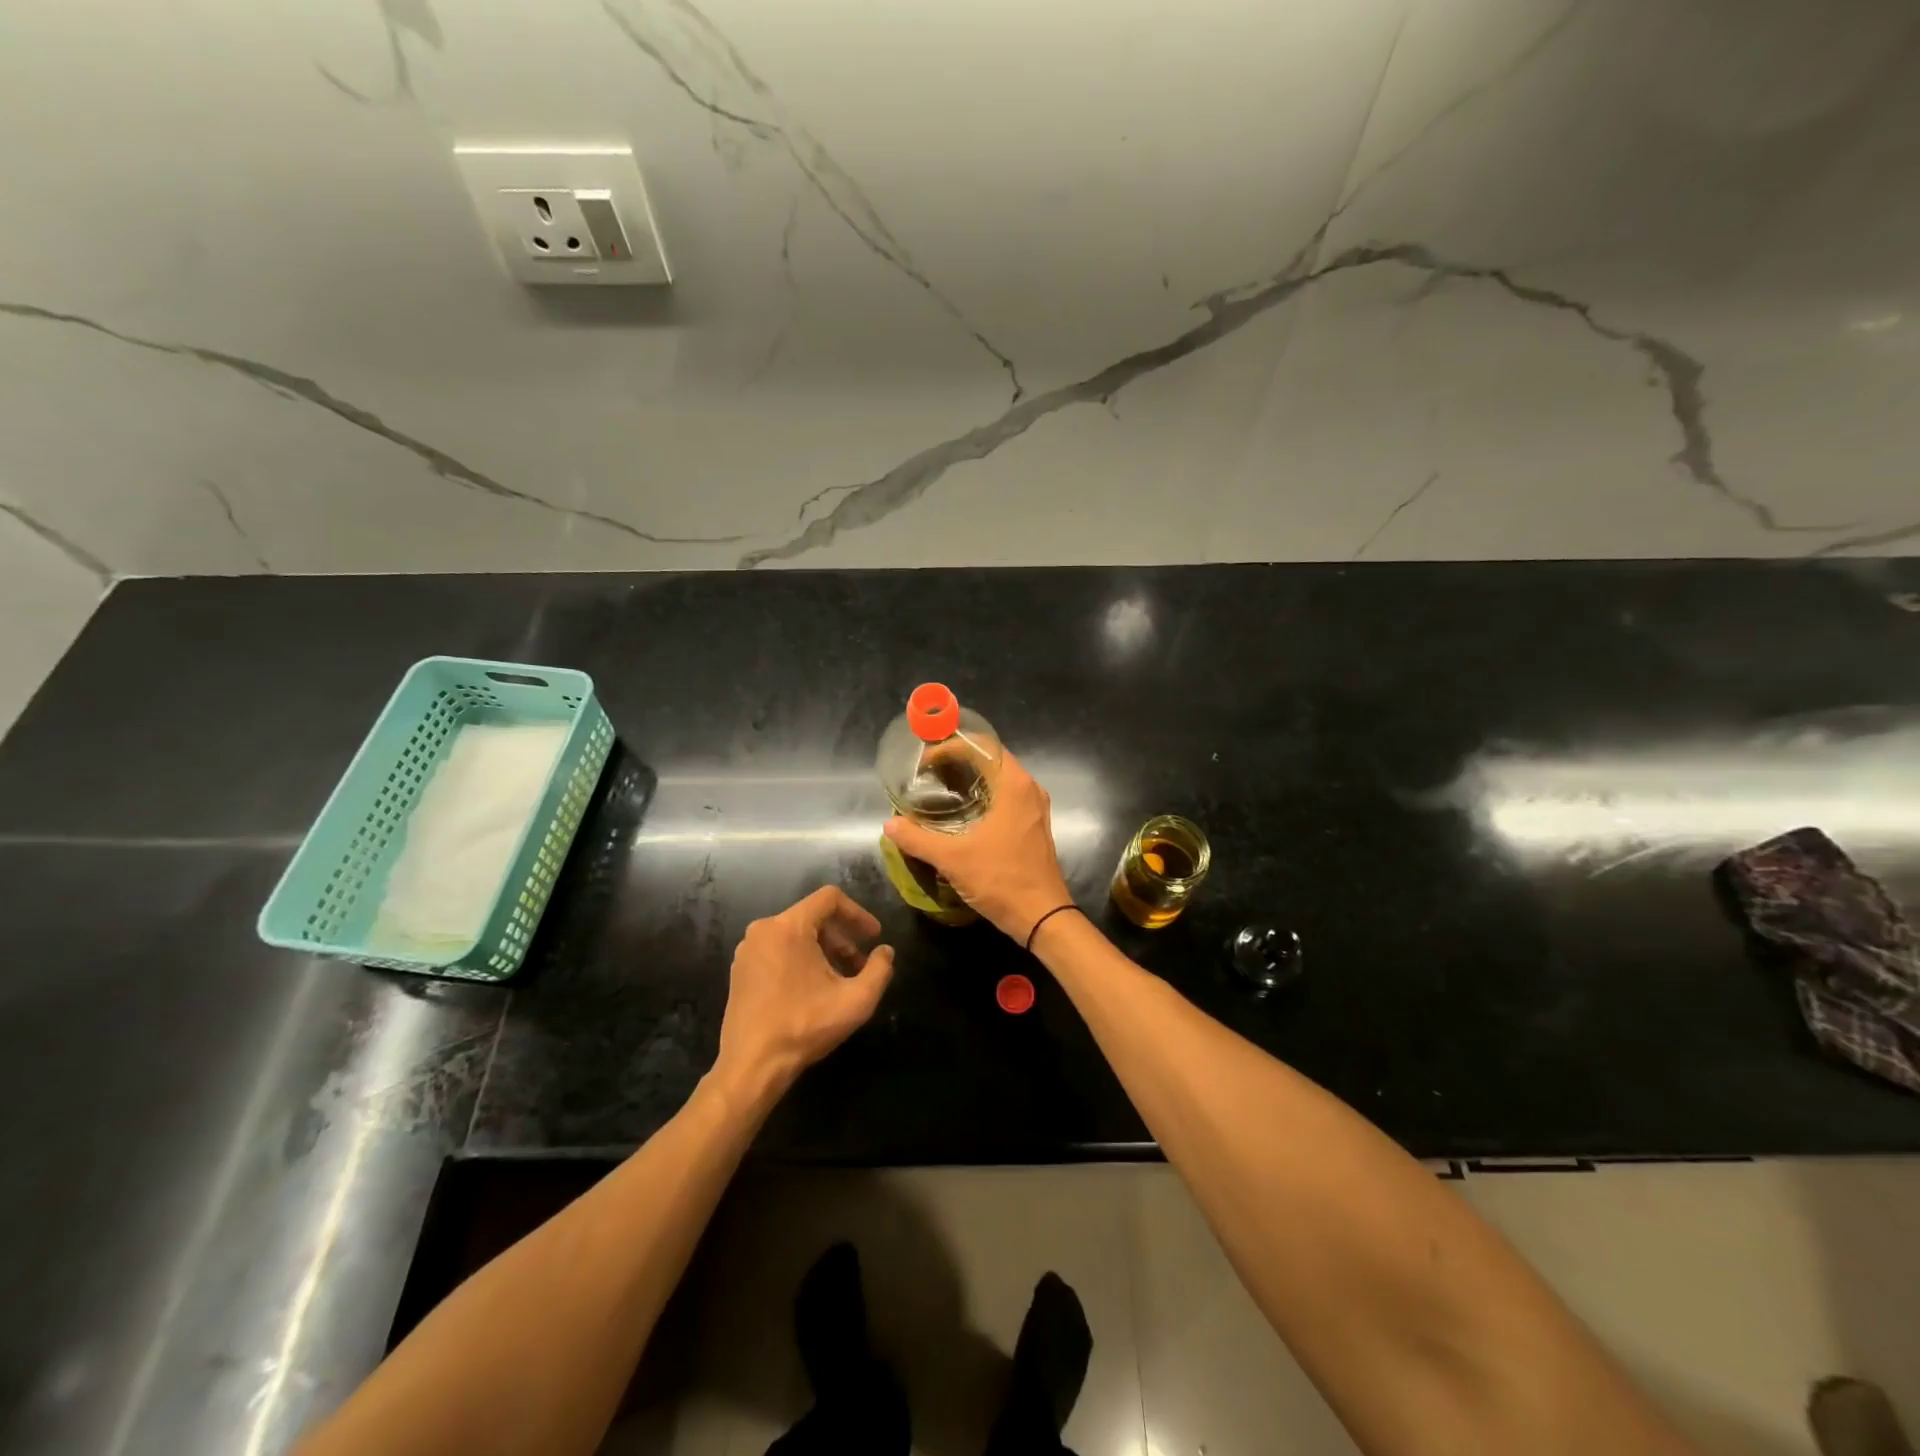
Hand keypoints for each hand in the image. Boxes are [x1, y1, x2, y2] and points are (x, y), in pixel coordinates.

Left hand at [713, 887, 895, 1102]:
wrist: (751, 1066)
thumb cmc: (804, 1026)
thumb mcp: (855, 1000)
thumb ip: (879, 969)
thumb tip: (886, 952)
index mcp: (788, 927)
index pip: (830, 899)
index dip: (858, 913)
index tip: (874, 936)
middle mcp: (763, 930)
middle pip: (812, 916)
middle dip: (842, 936)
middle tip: (860, 963)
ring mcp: (748, 950)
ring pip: (795, 934)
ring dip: (823, 949)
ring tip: (840, 978)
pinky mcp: (740, 970)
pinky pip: (778, 949)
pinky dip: (801, 959)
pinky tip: (813, 989)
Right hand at [883, 749, 1073, 942]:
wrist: (1043, 917)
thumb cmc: (1001, 879)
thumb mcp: (953, 858)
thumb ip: (918, 838)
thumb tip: (890, 825)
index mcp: (1014, 784)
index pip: (981, 746)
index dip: (950, 746)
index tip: (924, 762)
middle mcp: (1029, 788)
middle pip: (991, 759)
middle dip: (958, 760)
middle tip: (927, 772)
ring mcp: (1034, 808)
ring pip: (999, 779)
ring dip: (971, 779)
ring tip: (940, 788)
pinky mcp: (1033, 826)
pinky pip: (1006, 797)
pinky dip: (983, 796)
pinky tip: (961, 813)